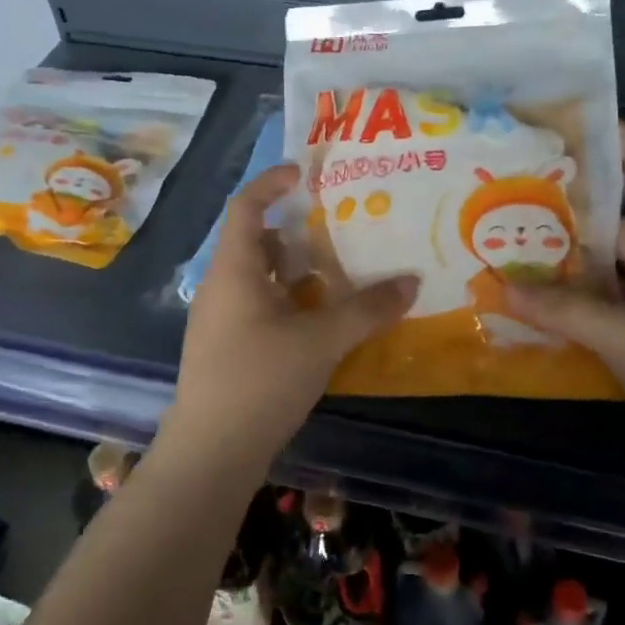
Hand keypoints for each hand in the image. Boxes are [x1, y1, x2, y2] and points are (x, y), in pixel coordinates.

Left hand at [167, 163, 415, 466]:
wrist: (212, 452)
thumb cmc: (260, 380)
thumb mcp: (322, 341)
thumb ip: (367, 309)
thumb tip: (412, 282)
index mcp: (234, 270)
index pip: (246, 207)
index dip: (271, 183)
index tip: (303, 173)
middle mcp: (221, 287)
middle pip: (256, 242)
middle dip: (295, 233)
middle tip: (338, 229)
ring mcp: (220, 319)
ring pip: (260, 278)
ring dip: (296, 271)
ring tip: (339, 274)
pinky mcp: (226, 348)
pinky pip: (260, 306)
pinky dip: (290, 301)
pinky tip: (321, 321)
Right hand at [505, 124, 624, 476]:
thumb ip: (564, 309)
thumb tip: (500, 285)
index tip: (589, 123)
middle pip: (611, 236)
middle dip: (566, 225)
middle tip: (510, 209)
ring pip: (599, 281)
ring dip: (560, 276)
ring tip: (506, 259)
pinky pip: (598, 318)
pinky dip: (567, 315)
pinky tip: (528, 314)